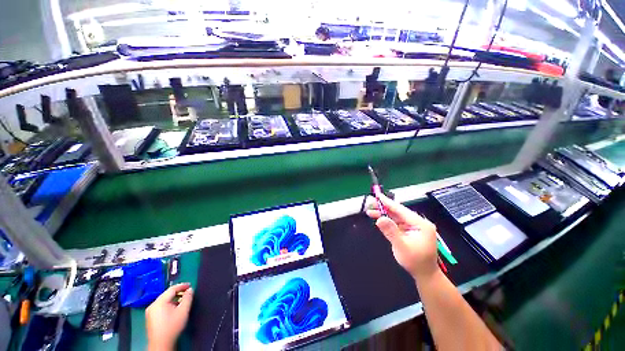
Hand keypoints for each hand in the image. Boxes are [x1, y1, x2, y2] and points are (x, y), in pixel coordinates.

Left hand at [146, 283, 193, 350]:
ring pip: (164, 301)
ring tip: (182, 301)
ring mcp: (150, 312)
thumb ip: (188, 298)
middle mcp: (153, 305)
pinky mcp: (150, 318)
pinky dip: (168, 305)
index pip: (172, 289)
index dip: (182, 286)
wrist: (161, 344)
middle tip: (187, 293)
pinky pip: (160, 306)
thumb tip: (190, 290)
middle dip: (178, 293)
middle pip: (167, 294)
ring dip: (173, 299)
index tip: (190, 285)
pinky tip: (174, 309)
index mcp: (159, 302)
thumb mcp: (183, 311)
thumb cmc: (172, 326)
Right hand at [366, 193, 438, 279]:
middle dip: (384, 208)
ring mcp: (413, 227)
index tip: (378, 196)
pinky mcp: (409, 231)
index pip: (401, 210)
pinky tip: (379, 218)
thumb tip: (380, 218)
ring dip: (384, 214)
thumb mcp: (402, 247)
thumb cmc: (415, 262)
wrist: (425, 274)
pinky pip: (396, 222)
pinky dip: (387, 220)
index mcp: (420, 224)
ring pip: (396, 216)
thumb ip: (390, 231)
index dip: (388, 202)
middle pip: (398, 212)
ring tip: (371, 211)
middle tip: (371, 204)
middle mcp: (418, 223)